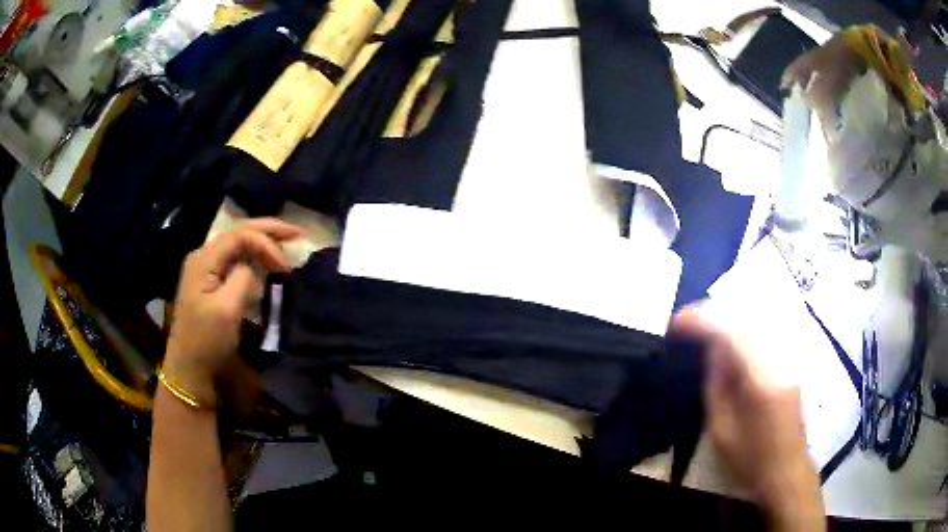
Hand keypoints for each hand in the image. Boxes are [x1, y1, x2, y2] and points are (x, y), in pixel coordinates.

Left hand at [163, 219, 303, 403]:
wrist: (189, 368)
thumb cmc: (206, 340)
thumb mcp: (226, 310)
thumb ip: (243, 278)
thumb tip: (253, 268)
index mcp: (204, 259)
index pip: (240, 235)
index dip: (266, 243)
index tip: (286, 266)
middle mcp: (204, 256)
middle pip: (239, 232)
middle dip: (269, 231)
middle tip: (298, 234)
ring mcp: (206, 269)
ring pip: (238, 245)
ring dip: (263, 243)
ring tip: (288, 245)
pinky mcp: (210, 283)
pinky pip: (235, 260)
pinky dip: (255, 258)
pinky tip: (267, 262)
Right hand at [670, 308, 824, 529]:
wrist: (786, 469)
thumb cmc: (750, 458)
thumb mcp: (721, 431)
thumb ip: (717, 386)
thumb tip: (712, 350)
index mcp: (762, 381)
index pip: (733, 334)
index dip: (703, 320)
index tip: (678, 322)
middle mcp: (781, 360)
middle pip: (748, 318)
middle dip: (715, 313)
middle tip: (689, 320)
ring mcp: (791, 357)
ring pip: (760, 320)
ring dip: (730, 316)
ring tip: (707, 323)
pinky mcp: (793, 360)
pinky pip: (768, 330)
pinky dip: (746, 325)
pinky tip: (732, 332)